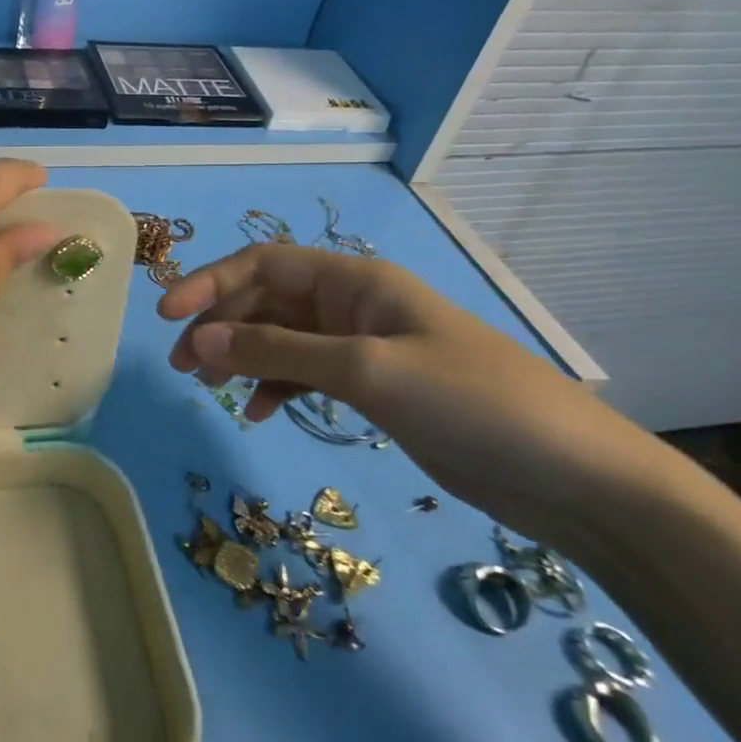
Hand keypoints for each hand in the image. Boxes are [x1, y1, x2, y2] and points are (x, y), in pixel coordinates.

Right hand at [157, 244, 663, 543]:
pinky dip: (276, 387)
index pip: (264, 264)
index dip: (211, 282)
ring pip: (281, 339)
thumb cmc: (471, 402)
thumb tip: (201, 338)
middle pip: (266, 301)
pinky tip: (260, 414)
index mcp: (355, 281)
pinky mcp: (374, 387)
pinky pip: (306, 375)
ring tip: (209, 389)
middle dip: (220, 326)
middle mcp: (353, 305)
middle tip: (183, 366)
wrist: (573, 478)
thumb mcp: (367, 370)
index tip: (167, 316)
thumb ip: (278, 352)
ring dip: (242, 357)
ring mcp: (364, 347)